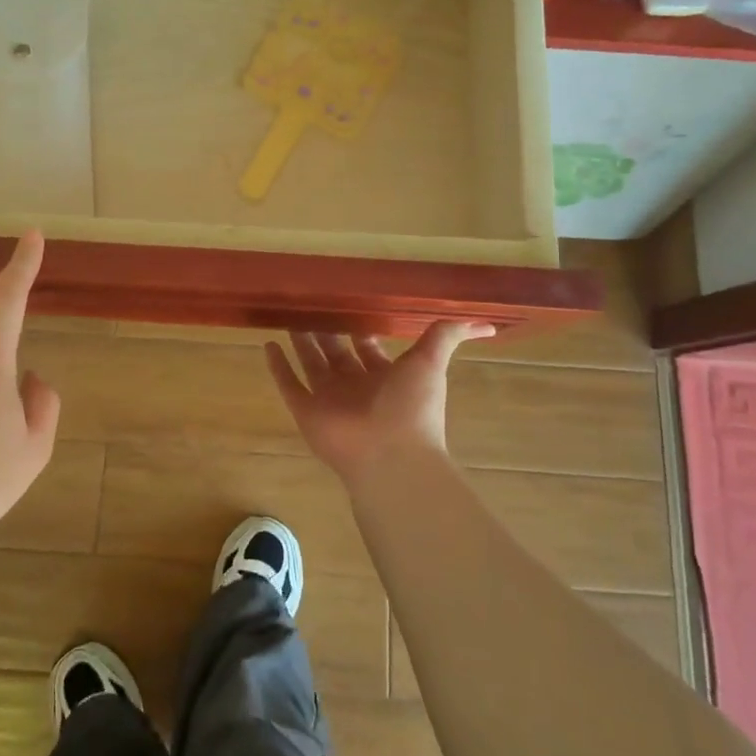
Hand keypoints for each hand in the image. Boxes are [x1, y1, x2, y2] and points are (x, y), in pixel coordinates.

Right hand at [266, 324, 493, 486]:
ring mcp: (328, 399)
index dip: (359, 326)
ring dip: (300, 343)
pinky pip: (289, 385)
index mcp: (383, 376)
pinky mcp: (306, 411)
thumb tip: (487, 320)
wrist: (390, 455)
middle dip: (326, 331)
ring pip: (310, 365)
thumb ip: (449, 335)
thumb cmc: (412, 407)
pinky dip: (278, 367)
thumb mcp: (431, 362)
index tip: (346, 300)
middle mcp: (354, 386)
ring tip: (288, 316)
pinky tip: (267, 344)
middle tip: (310, 303)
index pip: (368, 346)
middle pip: (336, 353)